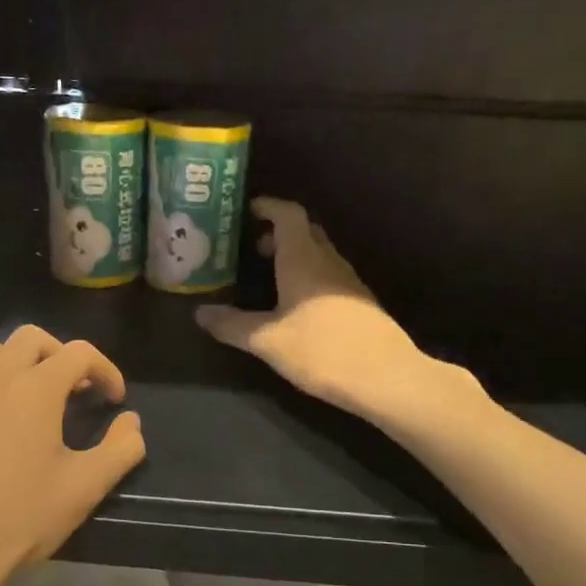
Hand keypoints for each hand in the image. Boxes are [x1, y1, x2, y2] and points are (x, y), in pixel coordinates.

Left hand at [0, 327, 145, 585]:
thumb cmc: (19, 519)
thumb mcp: (84, 489)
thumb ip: (120, 449)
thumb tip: (132, 422)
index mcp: (36, 388)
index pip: (80, 353)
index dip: (106, 370)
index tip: (115, 400)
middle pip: (32, 338)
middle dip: (61, 356)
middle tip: (75, 390)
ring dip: (16, 361)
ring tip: (28, 395)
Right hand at [196, 198, 477, 423]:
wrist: (385, 378)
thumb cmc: (322, 350)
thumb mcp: (268, 341)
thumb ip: (232, 325)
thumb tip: (200, 313)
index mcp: (304, 259)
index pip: (288, 214)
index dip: (268, 207)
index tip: (247, 211)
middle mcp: (329, 262)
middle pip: (305, 232)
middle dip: (278, 234)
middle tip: (252, 249)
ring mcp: (349, 282)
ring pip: (319, 255)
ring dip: (294, 257)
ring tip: (269, 278)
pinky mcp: (360, 304)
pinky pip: (329, 277)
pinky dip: (308, 278)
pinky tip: (296, 306)